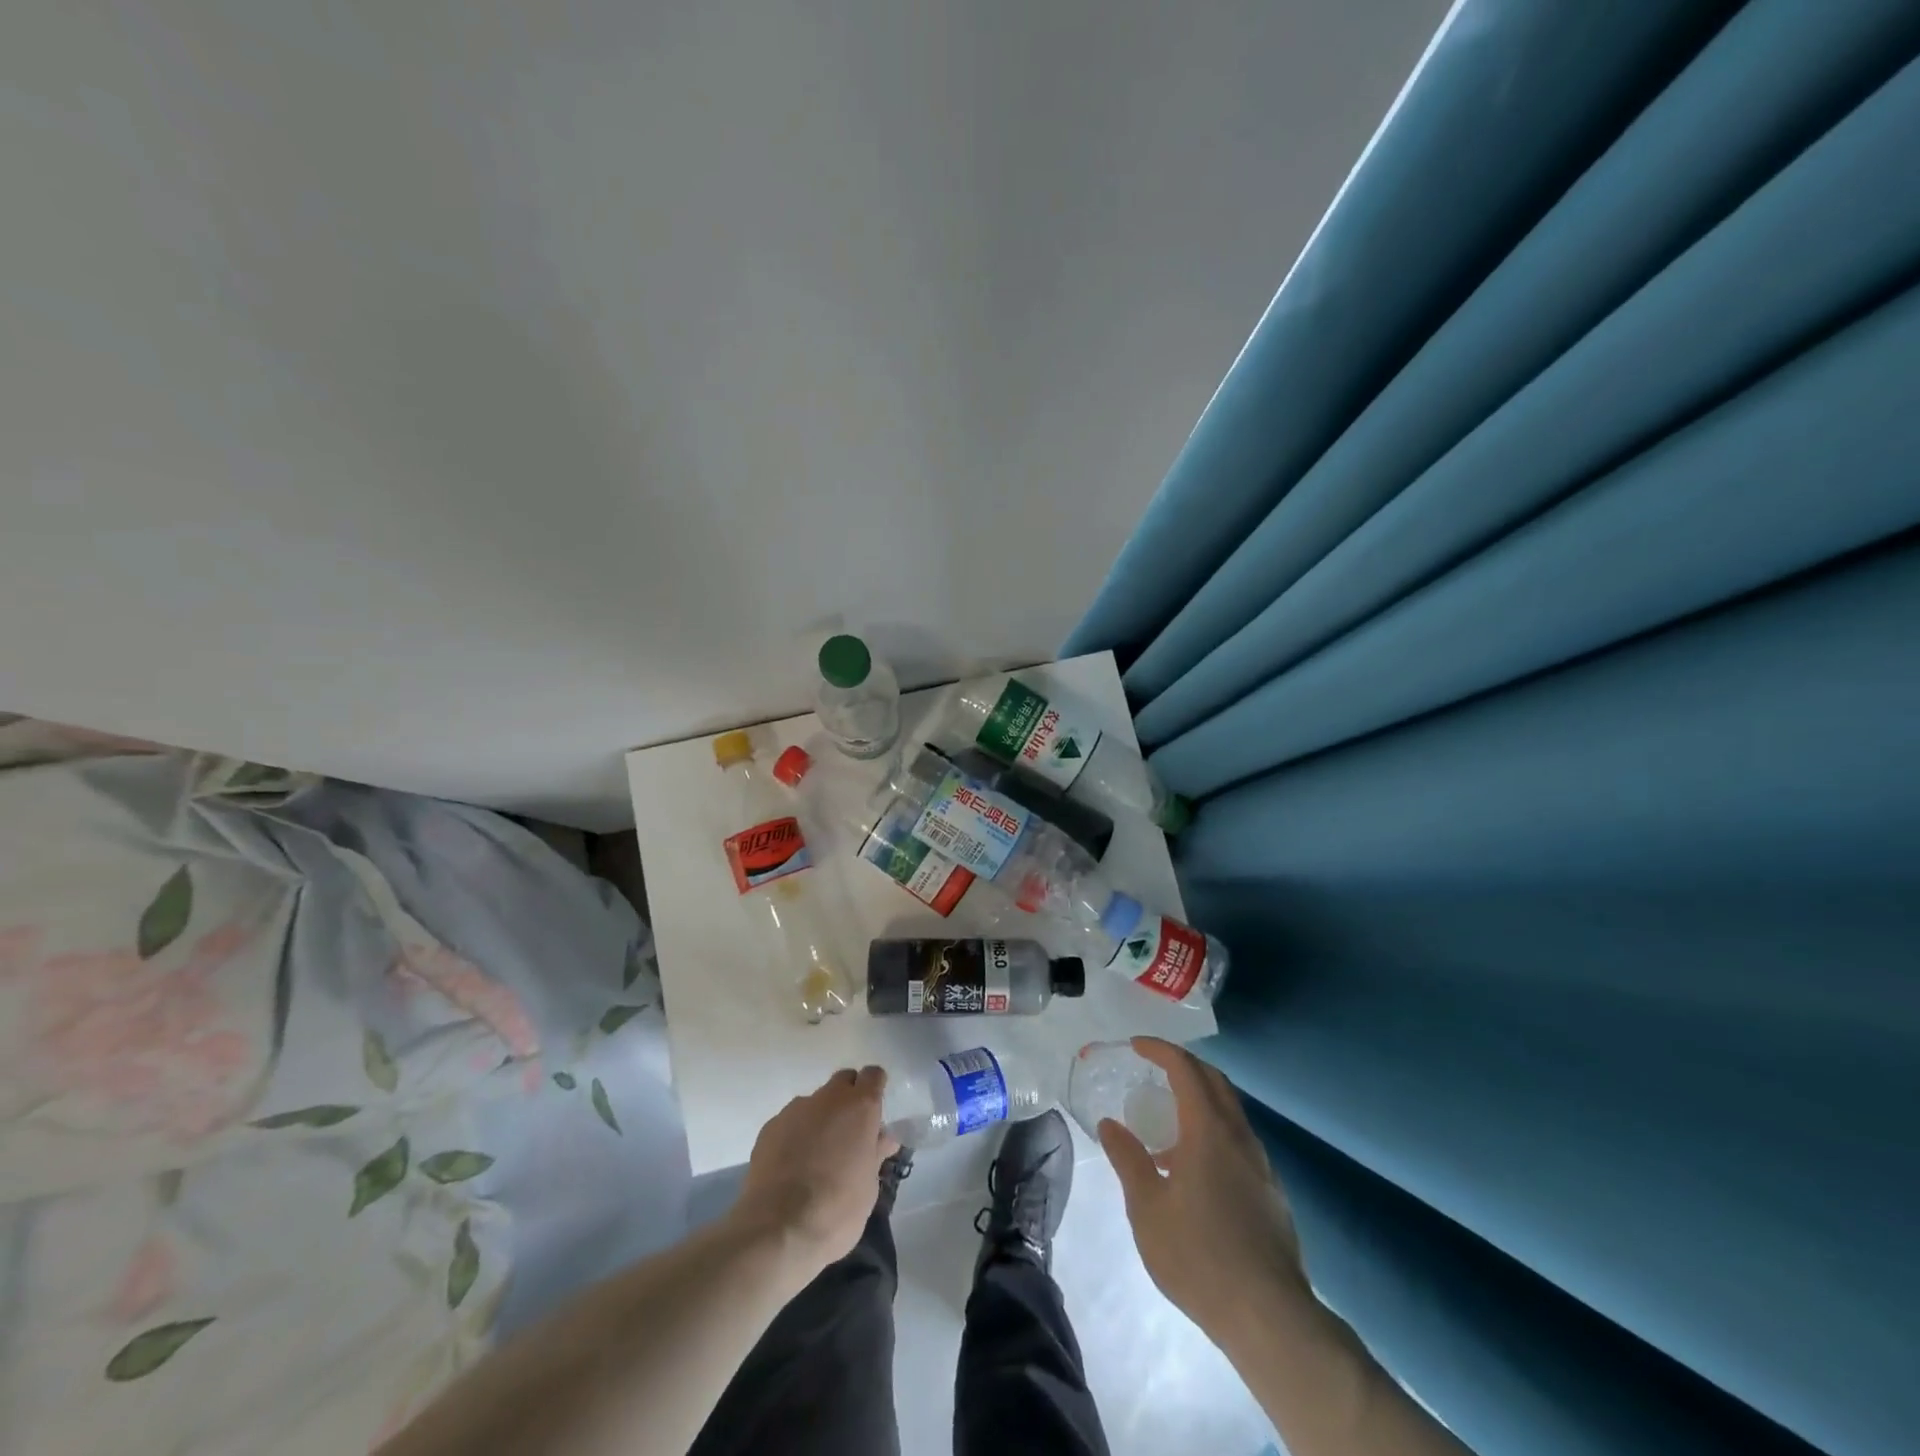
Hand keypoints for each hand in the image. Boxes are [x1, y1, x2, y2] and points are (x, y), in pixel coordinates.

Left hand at [731, 1066, 897, 1282]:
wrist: (777, 1229)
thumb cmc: (836, 1210)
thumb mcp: (868, 1188)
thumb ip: (875, 1154)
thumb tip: (883, 1138)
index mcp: (860, 1107)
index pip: (873, 1076)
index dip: (875, 1089)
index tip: (874, 1114)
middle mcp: (828, 1099)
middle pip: (843, 1081)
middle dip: (848, 1099)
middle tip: (849, 1134)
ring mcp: (795, 1110)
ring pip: (815, 1103)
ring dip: (821, 1119)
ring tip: (817, 1157)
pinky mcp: (769, 1127)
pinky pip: (790, 1122)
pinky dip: (796, 1135)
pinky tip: (792, 1167)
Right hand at [1099, 1037, 1309, 1340]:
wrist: (1270, 1317)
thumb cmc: (1199, 1256)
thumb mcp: (1147, 1209)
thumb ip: (1128, 1159)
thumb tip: (1110, 1124)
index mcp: (1208, 1131)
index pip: (1185, 1069)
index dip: (1160, 1050)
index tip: (1136, 1045)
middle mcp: (1239, 1137)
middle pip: (1214, 1081)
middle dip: (1184, 1065)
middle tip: (1153, 1068)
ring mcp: (1261, 1165)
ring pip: (1230, 1111)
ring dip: (1200, 1100)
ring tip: (1167, 1124)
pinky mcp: (1271, 1192)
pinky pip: (1239, 1141)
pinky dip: (1213, 1131)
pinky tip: (1194, 1168)